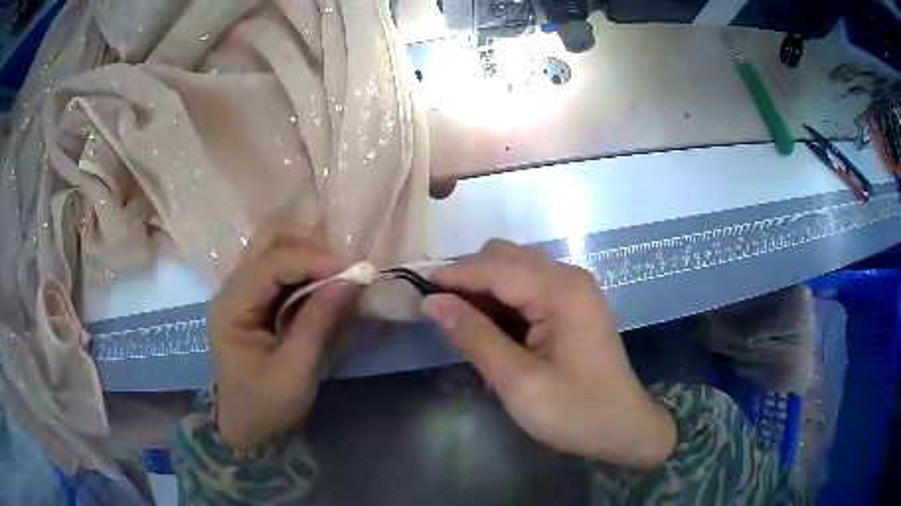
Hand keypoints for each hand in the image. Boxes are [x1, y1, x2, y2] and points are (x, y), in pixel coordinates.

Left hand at [207, 227, 358, 450]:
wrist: (246, 427)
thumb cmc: (266, 406)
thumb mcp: (295, 373)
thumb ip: (318, 324)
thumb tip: (349, 282)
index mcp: (231, 309)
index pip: (269, 265)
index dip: (311, 260)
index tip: (351, 271)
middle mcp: (230, 290)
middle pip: (267, 244)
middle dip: (308, 248)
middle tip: (344, 269)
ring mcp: (240, 292)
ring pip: (273, 250)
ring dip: (307, 254)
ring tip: (338, 274)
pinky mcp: (253, 300)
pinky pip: (278, 269)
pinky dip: (304, 269)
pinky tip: (324, 282)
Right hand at [421, 240, 676, 468]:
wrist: (623, 428)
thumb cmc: (574, 412)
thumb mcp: (519, 382)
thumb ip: (475, 337)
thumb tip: (432, 303)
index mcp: (561, 291)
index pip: (494, 267)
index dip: (453, 276)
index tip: (416, 292)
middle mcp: (569, 277)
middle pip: (505, 257)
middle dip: (468, 280)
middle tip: (441, 315)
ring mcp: (574, 289)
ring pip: (515, 269)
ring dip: (484, 290)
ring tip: (462, 326)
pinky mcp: (573, 304)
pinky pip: (528, 287)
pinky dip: (503, 301)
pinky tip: (492, 331)